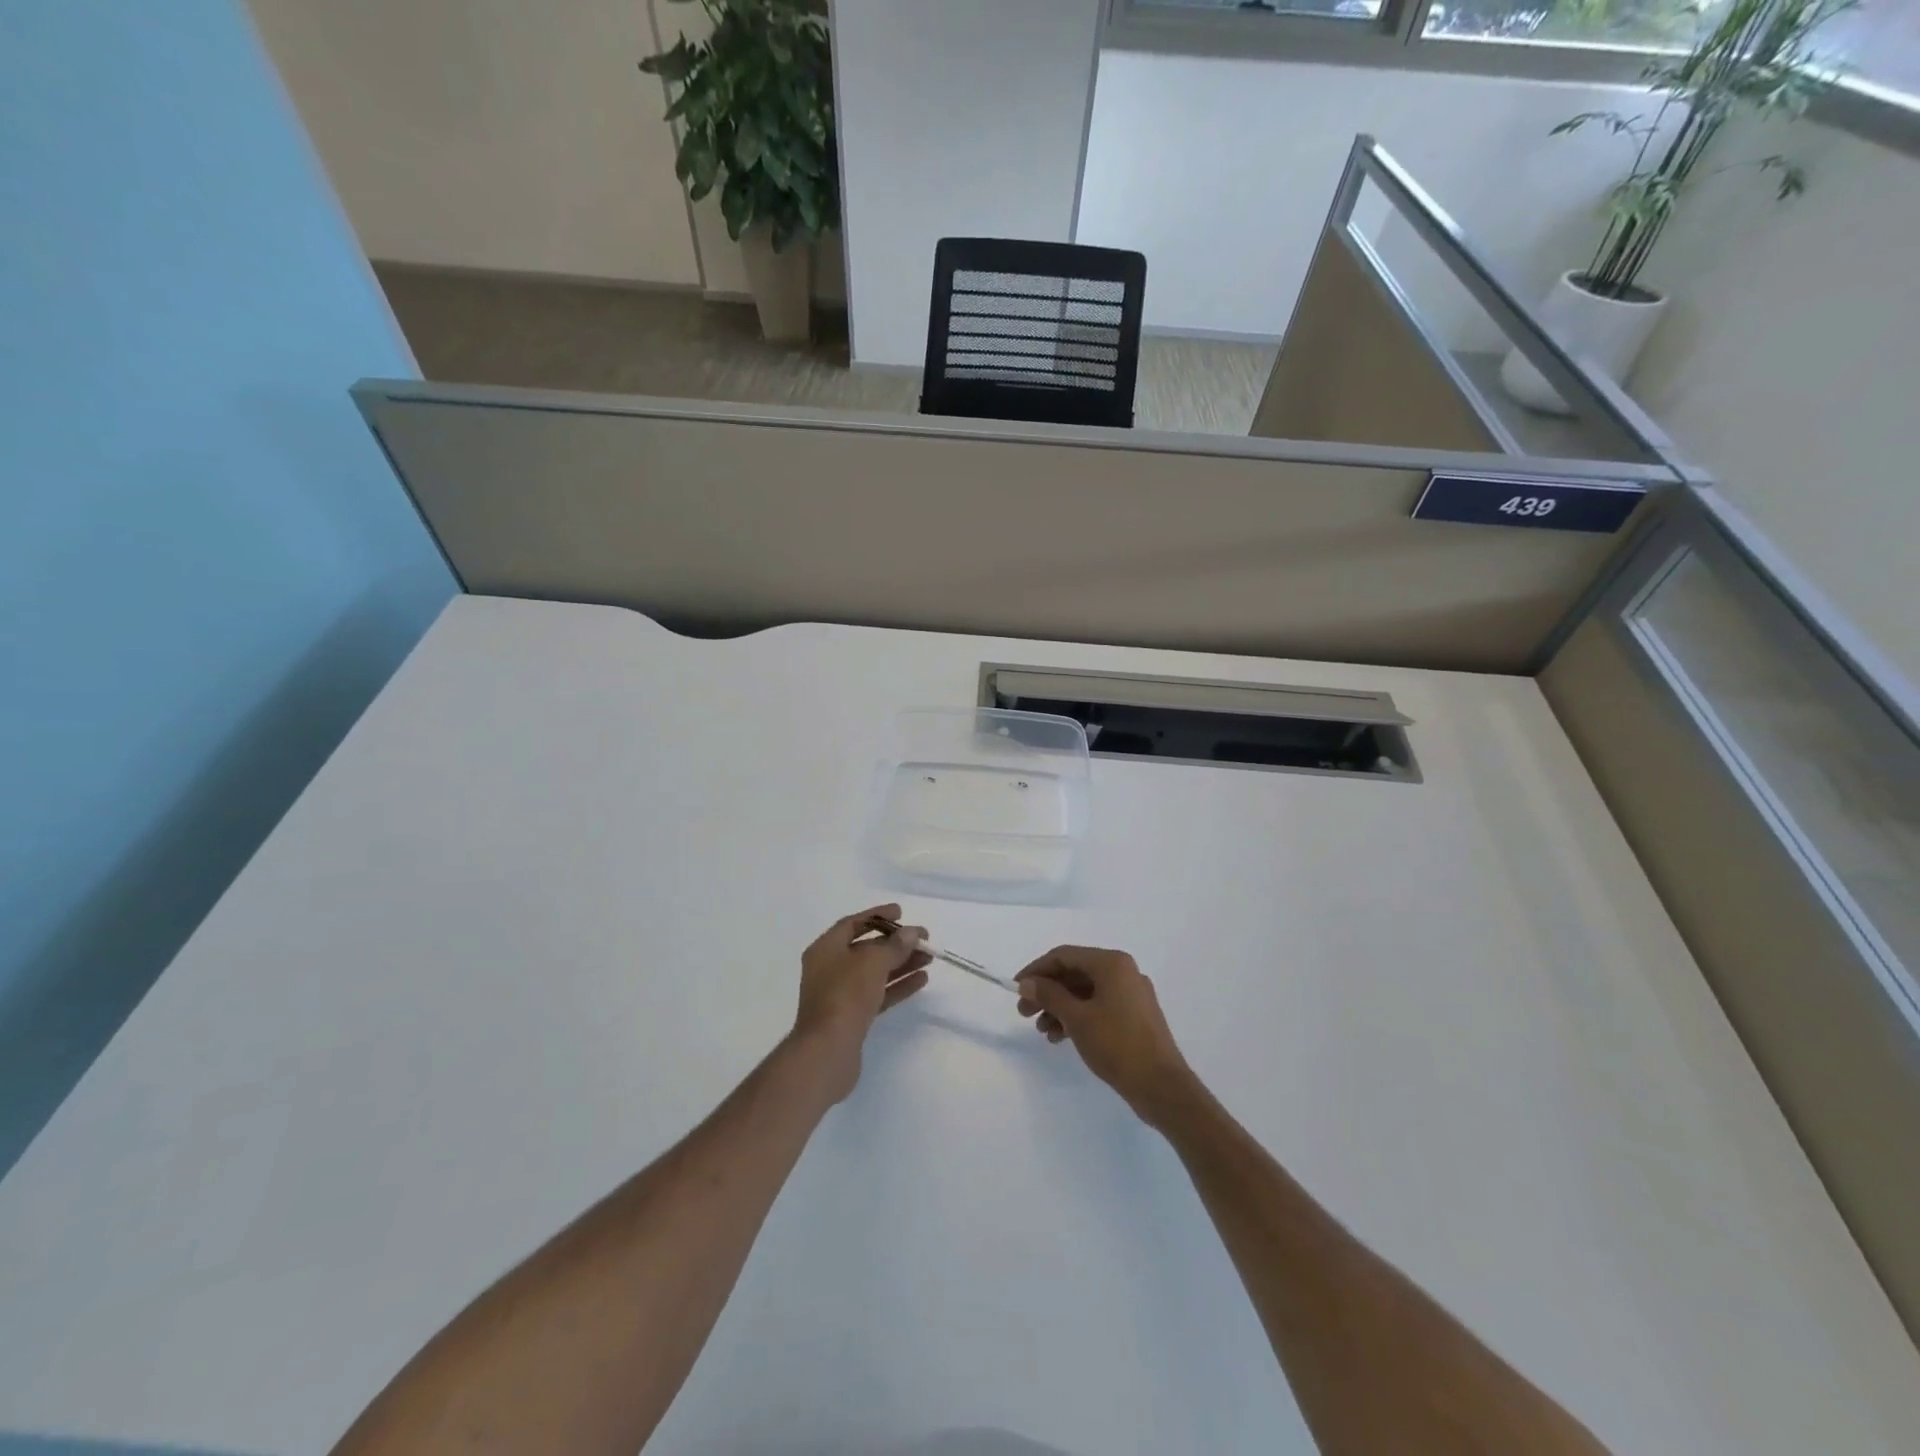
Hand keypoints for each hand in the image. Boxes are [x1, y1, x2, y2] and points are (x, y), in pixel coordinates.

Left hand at [792, 904, 930, 1100]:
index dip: (877, 916)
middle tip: (923, 940)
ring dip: (901, 964)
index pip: (852, 924)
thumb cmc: (846, 995)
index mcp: (825, 949)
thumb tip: (912, 933)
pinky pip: (877, 993)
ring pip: (875, 972)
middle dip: (896, 943)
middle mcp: (829, 968)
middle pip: (866, 949)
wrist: (828, 1051)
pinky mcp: (851, 1017)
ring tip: (929, 959)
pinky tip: (921, 980)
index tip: (901, 913)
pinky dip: (897, 985)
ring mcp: (839, 994)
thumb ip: (895, 945)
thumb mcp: (873, 962)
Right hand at [1015, 946, 1195, 1123]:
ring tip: (1043, 1031)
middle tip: (1024, 1013)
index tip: (1016, 990)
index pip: (1064, 955)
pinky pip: (1099, 1006)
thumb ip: (1049, 995)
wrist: (1161, 1087)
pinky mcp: (1135, 1016)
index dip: (1036, 970)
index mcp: (1112, 963)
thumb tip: (1027, 982)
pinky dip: (1079, 1016)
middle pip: (1075, 973)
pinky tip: (1062, 1037)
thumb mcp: (1077, 1018)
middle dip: (1047, 992)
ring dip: (1060, 1007)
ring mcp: (1132, 994)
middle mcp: (1124, 971)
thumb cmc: (1116, 1045)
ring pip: (1086, 991)